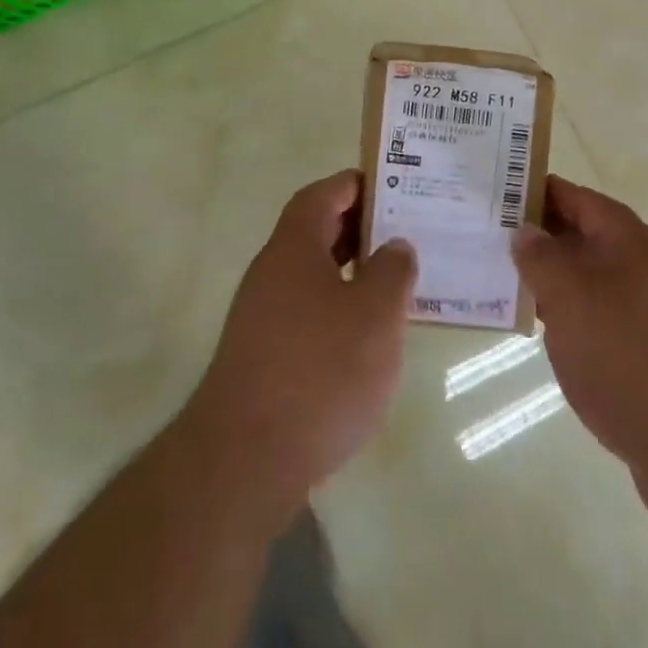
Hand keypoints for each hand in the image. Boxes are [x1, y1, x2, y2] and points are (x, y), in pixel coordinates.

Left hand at [186, 171, 416, 514]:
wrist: (244, 462)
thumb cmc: (319, 371)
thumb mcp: (376, 315)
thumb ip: (392, 272)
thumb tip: (395, 246)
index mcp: (294, 247)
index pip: (321, 195)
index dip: (354, 184)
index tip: (391, 185)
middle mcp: (271, 273)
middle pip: (315, 233)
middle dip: (358, 228)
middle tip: (403, 233)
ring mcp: (261, 318)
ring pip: (312, 276)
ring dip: (351, 273)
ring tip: (394, 285)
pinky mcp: (262, 359)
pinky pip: (306, 314)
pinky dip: (338, 312)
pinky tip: (366, 340)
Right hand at [514, 177, 647, 525]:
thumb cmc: (628, 357)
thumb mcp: (570, 298)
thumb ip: (541, 258)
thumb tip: (525, 231)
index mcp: (629, 239)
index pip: (576, 197)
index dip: (536, 191)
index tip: (494, 194)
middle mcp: (644, 266)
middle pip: (583, 235)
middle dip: (538, 236)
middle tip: (487, 238)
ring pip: (590, 279)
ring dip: (551, 279)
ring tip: (502, 281)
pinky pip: (600, 316)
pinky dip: (569, 315)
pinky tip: (541, 331)